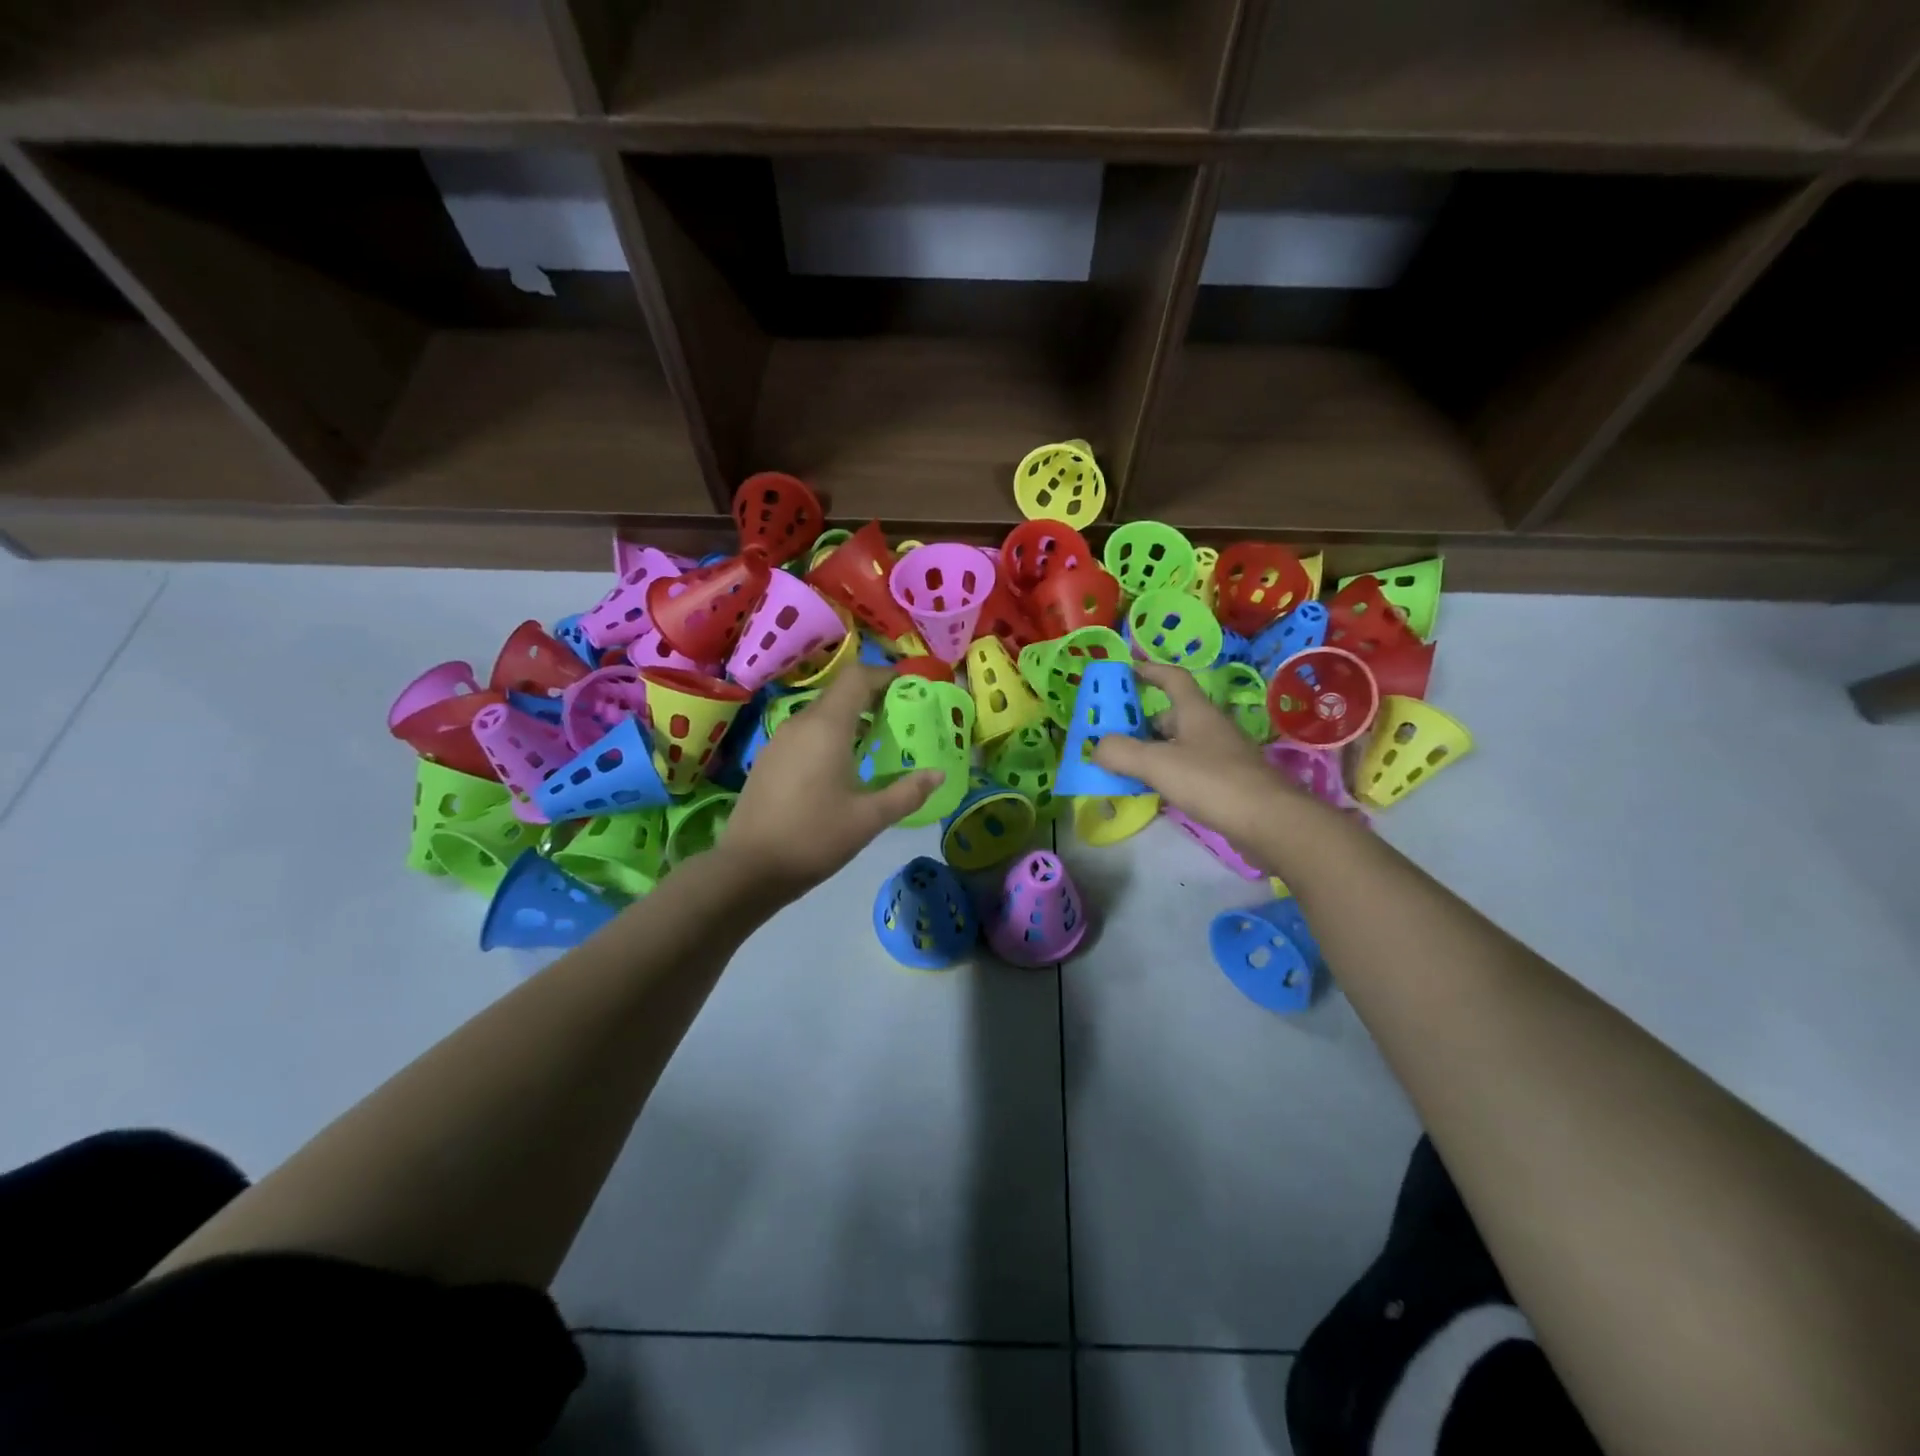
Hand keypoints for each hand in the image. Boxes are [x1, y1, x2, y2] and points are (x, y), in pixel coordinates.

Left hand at [721, 664, 940, 895]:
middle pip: (841, 693)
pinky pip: (807, 733)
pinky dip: (831, 736)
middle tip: (904, 718)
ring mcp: (779, 740)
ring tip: (879, 743)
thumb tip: (938, 775)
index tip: (912, 687)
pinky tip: (844, 767)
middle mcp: (800, 723)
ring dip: (852, 718)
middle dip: (874, 698)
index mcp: (826, 727)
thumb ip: (907, 793)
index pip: (857, 677)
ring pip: (822, 714)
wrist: (748, 869)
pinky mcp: (769, 759)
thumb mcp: (869, 819)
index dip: (886, 675)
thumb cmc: (813, 838)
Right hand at [1092, 660, 1298, 849]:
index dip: (1149, 670)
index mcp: (1196, 711)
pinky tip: (1154, 792)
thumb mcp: (1157, 763)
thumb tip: (1097, 747)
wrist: (1269, 822)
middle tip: (1113, 736)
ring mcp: (1221, 756)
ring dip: (1153, 752)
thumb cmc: (1212, 781)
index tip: (1126, 670)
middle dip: (1141, 723)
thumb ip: (1120, 752)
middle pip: (1171, 715)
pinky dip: (1168, 775)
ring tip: (1125, 768)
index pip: (1172, 678)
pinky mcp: (1227, 783)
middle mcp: (1210, 727)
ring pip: (1179, 745)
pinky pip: (1189, 770)